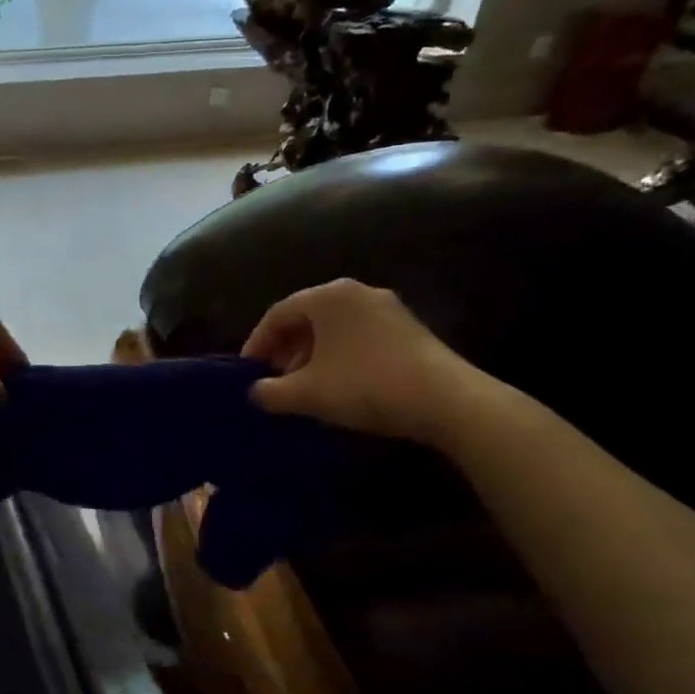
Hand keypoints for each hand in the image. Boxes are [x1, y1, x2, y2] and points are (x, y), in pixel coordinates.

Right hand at [242, 279, 483, 446]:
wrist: (447, 401)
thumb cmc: (366, 386)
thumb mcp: (309, 394)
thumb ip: (272, 392)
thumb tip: (255, 393)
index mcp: (328, 297)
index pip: (278, 313)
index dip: (257, 343)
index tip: (247, 372)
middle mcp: (357, 292)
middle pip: (307, 318)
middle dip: (285, 350)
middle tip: (274, 380)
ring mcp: (387, 308)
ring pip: (334, 329)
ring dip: (312, 356)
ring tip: (304, 387)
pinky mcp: (408, 329)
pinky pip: (358, 337)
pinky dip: (339, 357)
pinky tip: (339, 386)